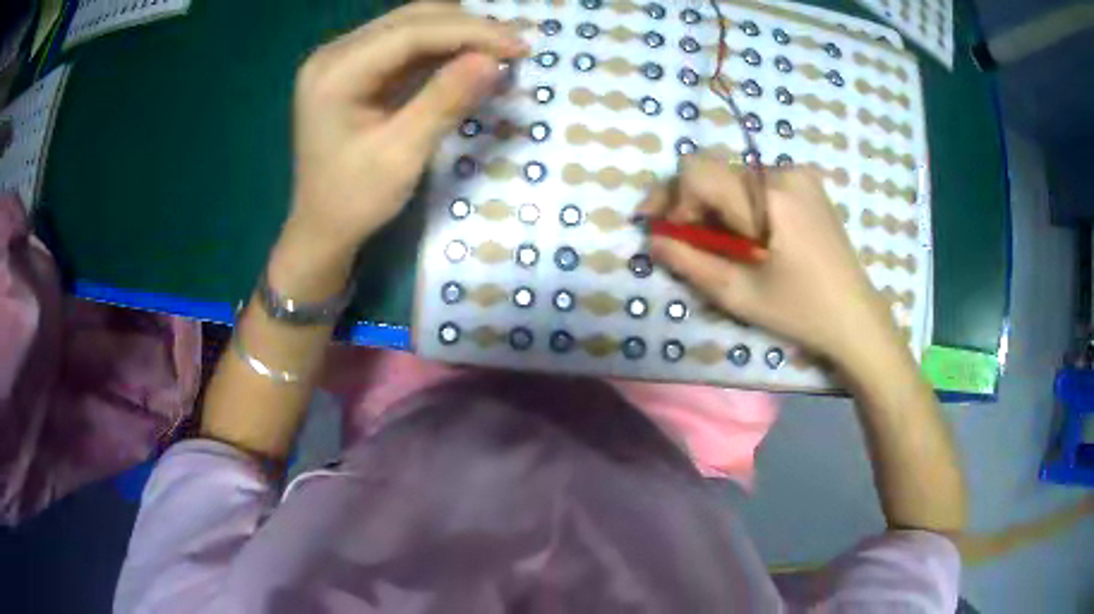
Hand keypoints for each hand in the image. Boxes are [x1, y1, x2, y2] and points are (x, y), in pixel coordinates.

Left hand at [286, 4, 526, 255]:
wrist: (322, 228)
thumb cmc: (355, 200)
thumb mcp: (402, 154)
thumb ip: (445, 101)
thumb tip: (494, 60)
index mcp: (334, 73)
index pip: (410, 32)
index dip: (470, 32)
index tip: (519, 47)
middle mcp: (334, 54)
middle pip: (411, 19)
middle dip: (467, 28)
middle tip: (515, 48)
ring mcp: (342, 59)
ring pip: (412, 26)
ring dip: (458, 34)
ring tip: (500, 51)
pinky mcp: (355, 69)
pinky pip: (405, 46)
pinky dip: (442, 49)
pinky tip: (470, 58)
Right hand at [640, 154, 898, 366]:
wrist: (855, 315)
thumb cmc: (799, 311)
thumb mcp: (738, 294)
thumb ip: (688, 261)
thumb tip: (652, 238)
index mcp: (768, 197)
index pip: (697, 171)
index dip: (673, 199)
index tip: (675, 234)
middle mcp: (783, 171)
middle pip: (714, 170)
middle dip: (689, 201)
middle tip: (676, 235)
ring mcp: (799, 174)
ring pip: (733, 175)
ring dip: (715, 203)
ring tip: (718, 242)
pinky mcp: (807, 182)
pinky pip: (756, 181)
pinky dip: (740, 202)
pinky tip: (748, 232)